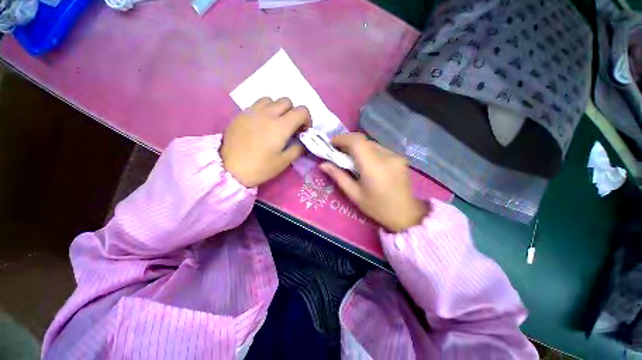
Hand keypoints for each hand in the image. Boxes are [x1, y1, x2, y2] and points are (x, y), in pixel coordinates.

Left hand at [221, 97, 310, 187]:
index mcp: (281, 126)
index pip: (301, 111)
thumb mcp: (284, 162)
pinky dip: (264, 111)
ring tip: (275, 123)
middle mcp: (267, 114)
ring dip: (278, 109)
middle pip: (287, 101)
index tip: (303, 131)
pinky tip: (261, 124)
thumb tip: (302, 142)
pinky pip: (256, 105)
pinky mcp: (241, 114)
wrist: (229, 169)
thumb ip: (297, 149)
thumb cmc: (260, 167)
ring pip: (271, 100)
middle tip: (290, 127)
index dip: (307, 119)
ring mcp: (252, 112)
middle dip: (293, 113)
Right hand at [320, 133, 427, 232]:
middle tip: (338, 152)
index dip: (342, 138)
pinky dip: (368, 152)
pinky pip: (380, 149)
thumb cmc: (377, 207)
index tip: (331, 144)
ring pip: (371, 144)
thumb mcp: (354, 194)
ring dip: (358, 147)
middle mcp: (386, 156)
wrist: (405, 214)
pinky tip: (365, 162)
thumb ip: (338, 176)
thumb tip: (323, 165)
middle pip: (363, 141)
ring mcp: (396, 156)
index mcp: (373, 166)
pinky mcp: (400, 158)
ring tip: (350, 158)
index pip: (356, 141)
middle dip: (348, 143)